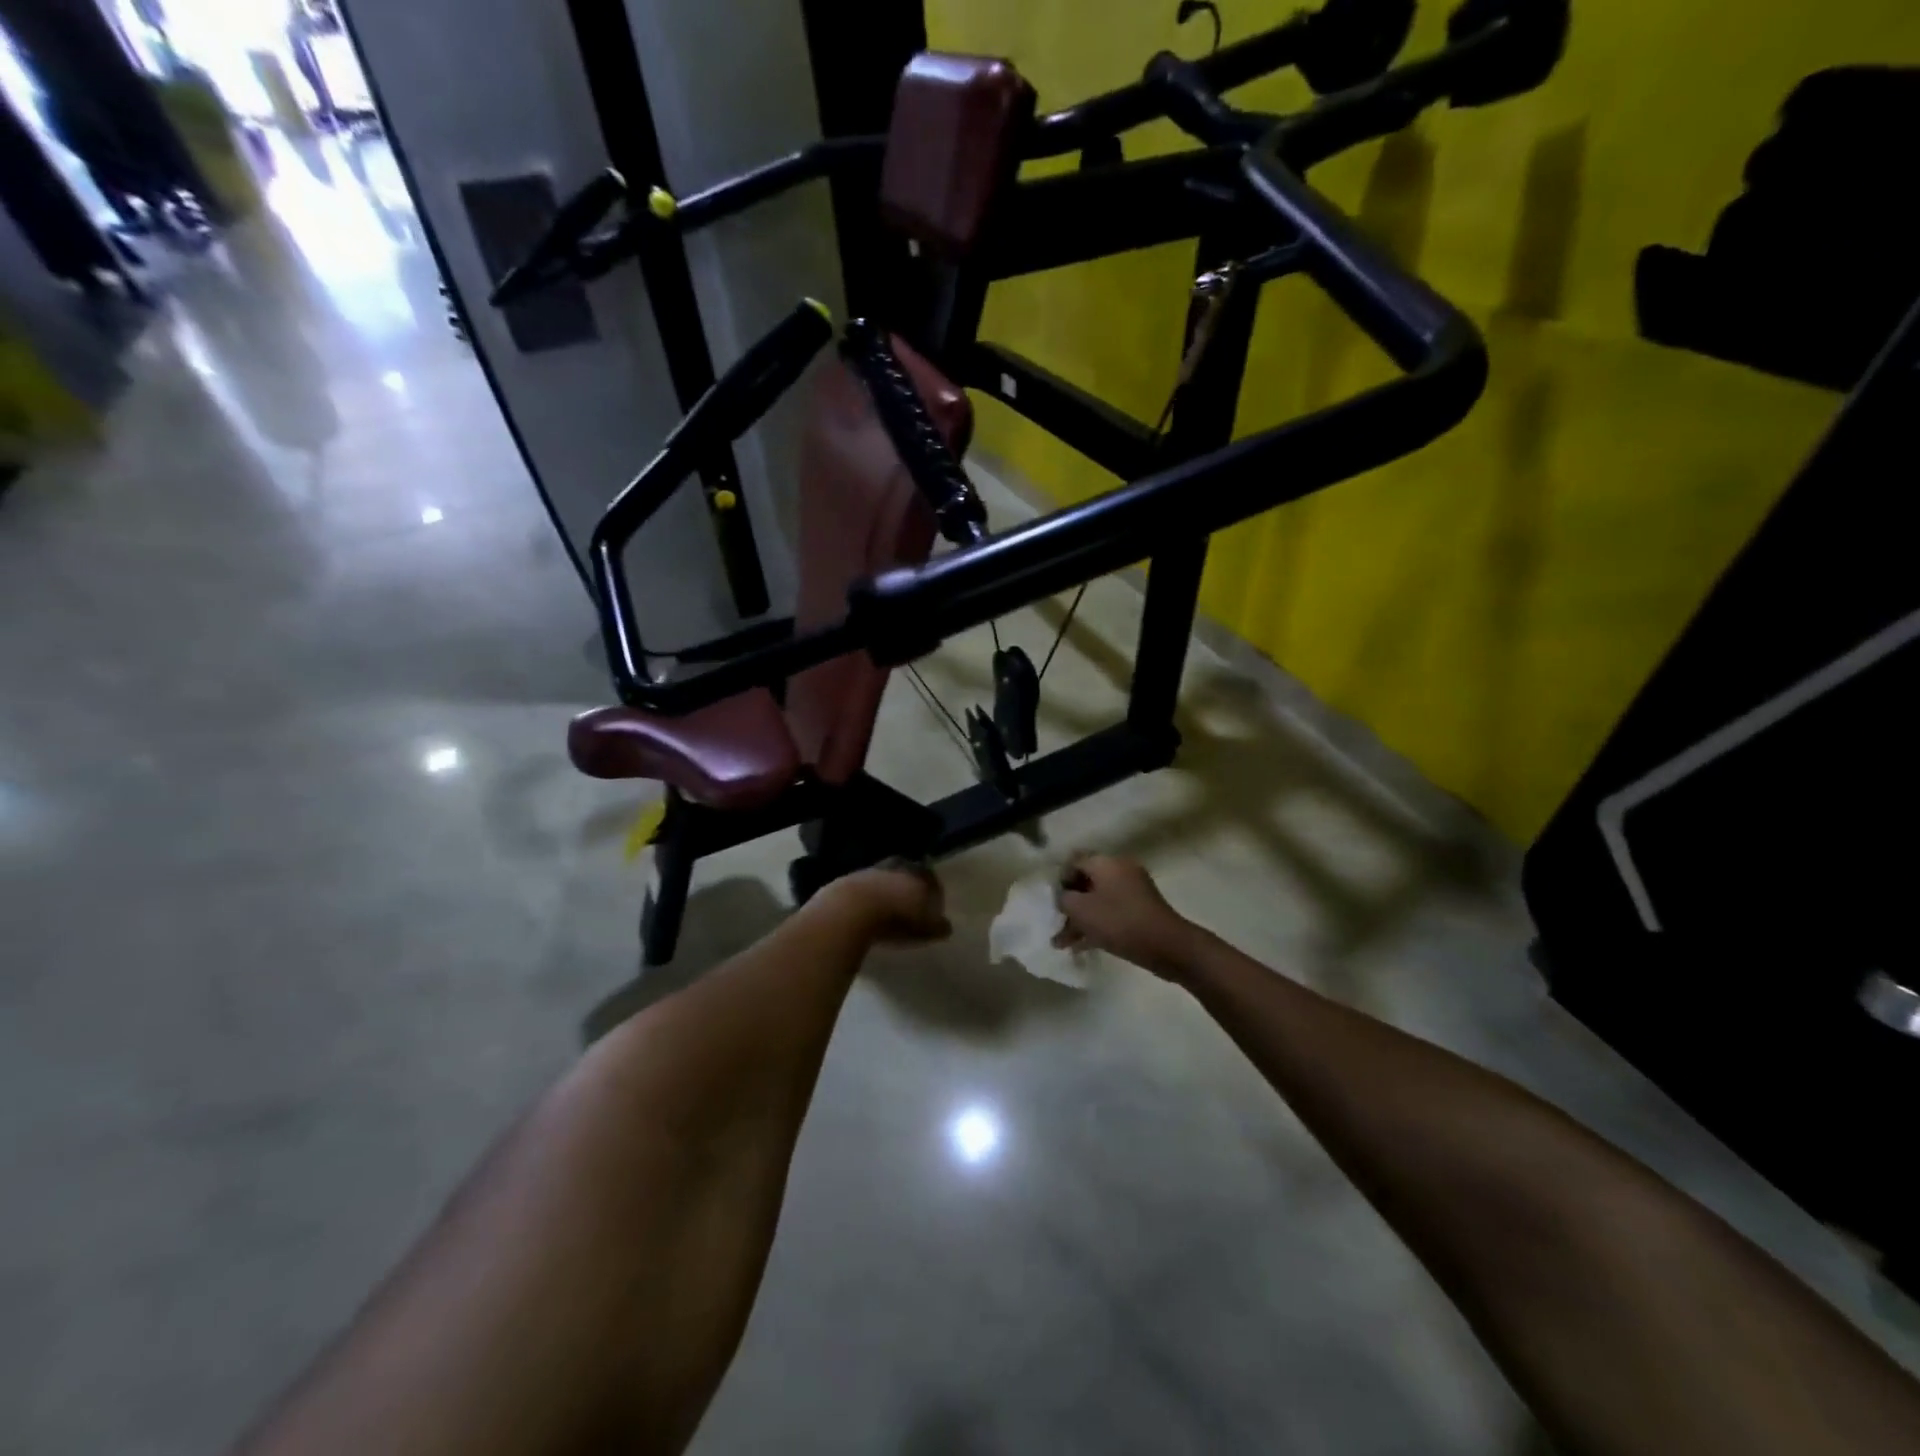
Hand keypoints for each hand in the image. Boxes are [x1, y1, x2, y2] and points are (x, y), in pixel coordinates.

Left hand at [820, 860, 951, 944]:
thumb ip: (938, 926)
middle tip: (911, 907)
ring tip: (888, 911)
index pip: (932, 880)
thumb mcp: (925, 928)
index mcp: (919, 873)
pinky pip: (865, 889)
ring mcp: (871, 870)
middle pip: (908, 876)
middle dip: (910, 889)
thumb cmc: (897, 918)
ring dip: (888, 892)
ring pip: (885, 880)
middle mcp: (897, 866)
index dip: (933, 894)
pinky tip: (868, 913)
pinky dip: (869, 898)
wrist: (851, 910)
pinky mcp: (848, 880)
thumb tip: (946, 926)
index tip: (932, 909)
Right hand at [1053, 853, 1195, 979]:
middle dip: (1069, 904)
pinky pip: (1112, 913)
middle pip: (1086, 882)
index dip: (1059, 880)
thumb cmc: (1118, 921)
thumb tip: (1064, 897)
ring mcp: (1133, 891)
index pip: (1074, 861)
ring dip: (1080, 920)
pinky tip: (1081, 947)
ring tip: (1062, 944)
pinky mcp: (1141, 911)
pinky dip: (1097, 926)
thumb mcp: (1081, 910)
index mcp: (1106, 863)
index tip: (1051, 902)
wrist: (1166, 945)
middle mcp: (1120, 870)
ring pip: (1098, 901)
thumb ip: (1064, 899)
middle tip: (1055, 924)